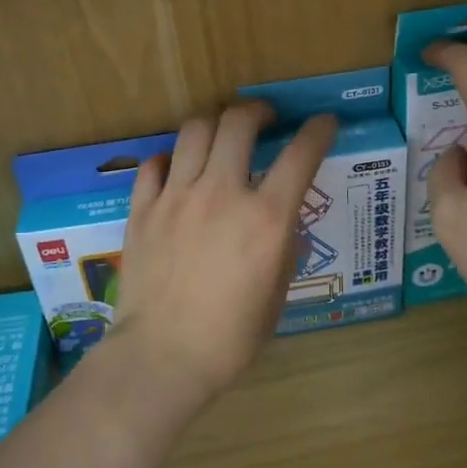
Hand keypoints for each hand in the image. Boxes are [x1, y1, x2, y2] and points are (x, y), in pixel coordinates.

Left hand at [109, 101, 335, 410]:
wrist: (162, 357)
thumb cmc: (230, 337)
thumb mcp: (278, 292)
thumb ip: (283, 244)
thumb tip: (280, 217)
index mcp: (265, 218)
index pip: (300, 154)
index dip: (318, 130)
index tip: (323, 123)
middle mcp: (222, 194)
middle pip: (239, 122)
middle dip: (258, 110)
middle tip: (264, 119)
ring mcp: (177, 197)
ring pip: (195, 130)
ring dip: (215, 123)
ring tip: (221, 134)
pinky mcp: (143, 208)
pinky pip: (155, 164)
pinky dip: (171, 159)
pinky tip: (178, 171)